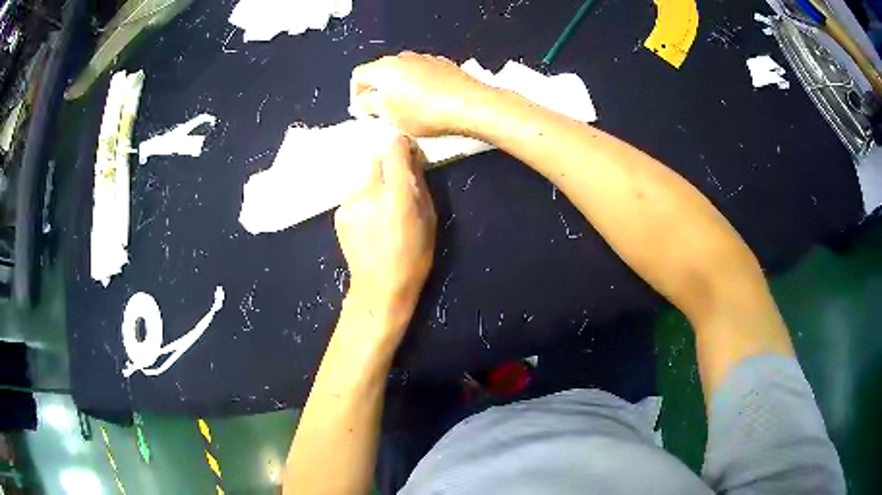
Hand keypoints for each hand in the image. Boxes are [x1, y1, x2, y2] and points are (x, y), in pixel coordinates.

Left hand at [335, 135, 436, 327]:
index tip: (408, 154)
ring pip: (365, 179)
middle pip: (376, 160)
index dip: (401, 146)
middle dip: (388, 168)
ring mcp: (351, 201)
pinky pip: (355, 196)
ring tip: (381, 213)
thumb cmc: (414, 256)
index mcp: (397, 193)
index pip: (393, 148)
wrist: (379, 286)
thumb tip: (412, 158)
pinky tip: (368, 223)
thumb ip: (420, 184)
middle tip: (396, 189)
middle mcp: (370, 191)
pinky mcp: (339, 212)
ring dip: (374, 187)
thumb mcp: (429, 219)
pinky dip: (363, 202)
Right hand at [350, 51, 489, 136]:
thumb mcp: (389, 114)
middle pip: (381, 72)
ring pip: (403, 73)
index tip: (364, 111)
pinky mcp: (444, 65)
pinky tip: (429, 102)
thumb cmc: (425, 112)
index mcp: (384, 68)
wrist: (470, 105)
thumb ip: (369, 105)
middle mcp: (403, 57)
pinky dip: (419, 86)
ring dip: (400, 89)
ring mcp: (425, 59)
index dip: (356, 94)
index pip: (358, 75)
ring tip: (408, 110)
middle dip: (378, 91)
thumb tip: (361, 102)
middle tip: (384, 113)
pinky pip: (423, 74)